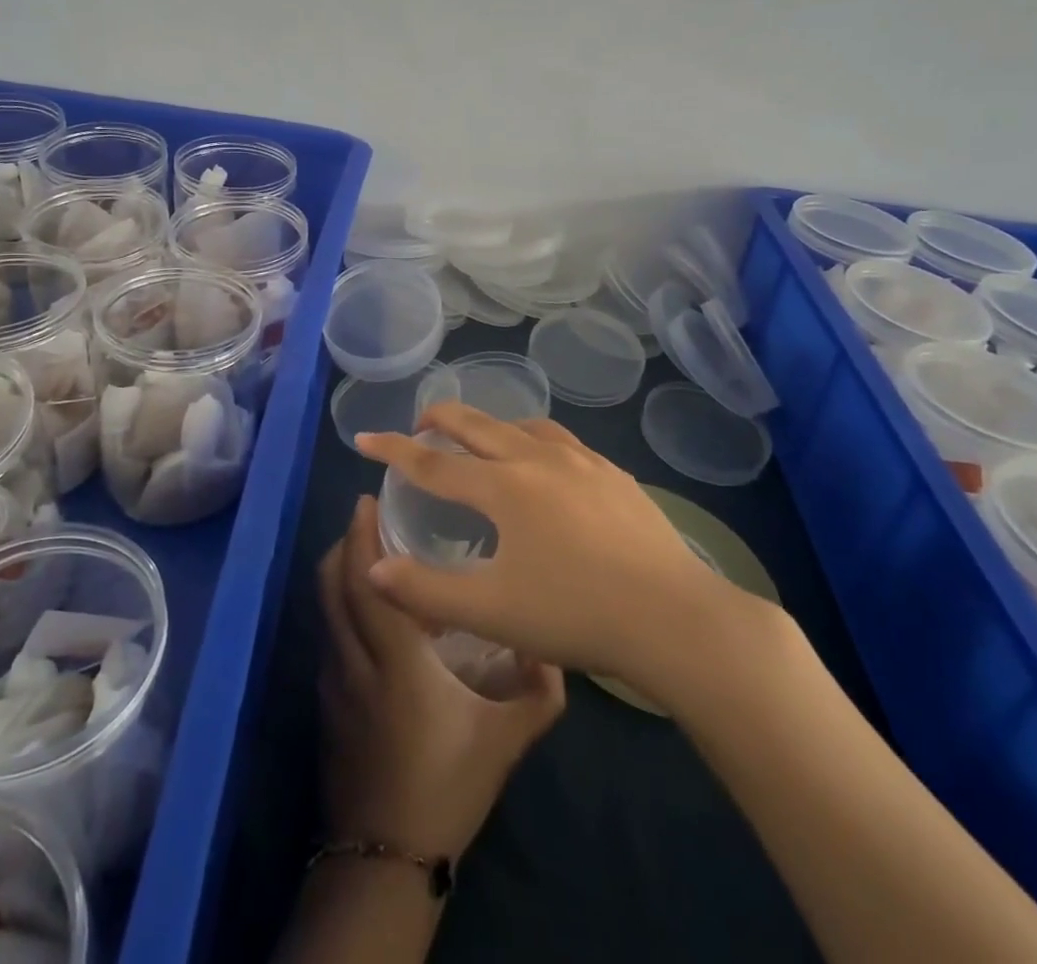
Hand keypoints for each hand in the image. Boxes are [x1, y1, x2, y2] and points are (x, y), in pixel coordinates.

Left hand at [317, 495, 564, 860]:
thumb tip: (550, 645)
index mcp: (396, 659)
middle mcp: (355, 658)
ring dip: (340, 571)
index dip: (363, 537)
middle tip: (369, 514)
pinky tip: (369, 610)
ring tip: (370, 551)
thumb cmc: (447, 786)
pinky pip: (328, 632)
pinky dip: (340, 604)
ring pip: (325, 607)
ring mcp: (334, 680)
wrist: (385, 857)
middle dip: (346, 541)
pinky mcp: (326, 701)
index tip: (369, 501)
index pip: (369, 581)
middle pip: (333, 584)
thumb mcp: (506, 739)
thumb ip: (538, 690)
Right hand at [357, 404, 786, 693]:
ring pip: (523, 425)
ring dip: (492, 425)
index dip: (393, 449)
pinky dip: (534, 440)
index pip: (433, 463)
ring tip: (482, 439)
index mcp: (504, 488)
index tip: (364, 437)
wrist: (672, 617)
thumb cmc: (574, 614)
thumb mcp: (490, 611)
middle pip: (478, 425)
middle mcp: (538, 459)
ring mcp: (582, 461)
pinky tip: (547, 463)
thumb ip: (425, 590)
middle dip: (441, 418)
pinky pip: (562, 441)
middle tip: (420, 421)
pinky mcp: (614, 473)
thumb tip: (373, 568)